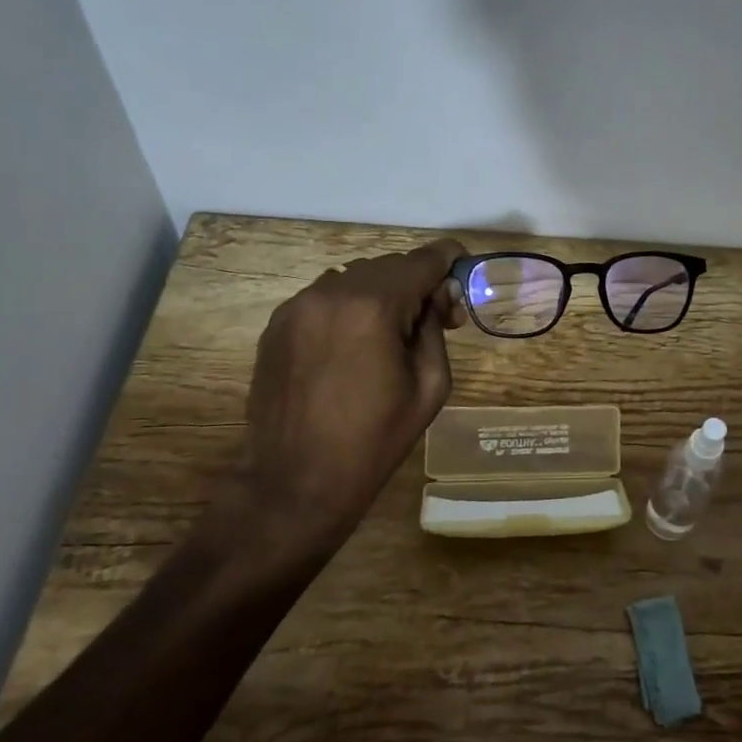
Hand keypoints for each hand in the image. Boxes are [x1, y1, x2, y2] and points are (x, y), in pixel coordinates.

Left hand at [216, 239, 466, 567]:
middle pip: (389, 266)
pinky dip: (350, 308)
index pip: (422, 261)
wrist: (296, 481)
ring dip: (382, 293)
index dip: (450, 259)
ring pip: (355, 278)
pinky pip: (326, 298)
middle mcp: (331, 293)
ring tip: (393, 334)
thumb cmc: (375, 440)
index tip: (464, 268)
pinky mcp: (277, 324)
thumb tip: (437, 296)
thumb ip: (435, 328)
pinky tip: (356, 345)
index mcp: (373, 307)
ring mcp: (297, 306)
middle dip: (418, 283)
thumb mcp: (430, 385)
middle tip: (437, 319)